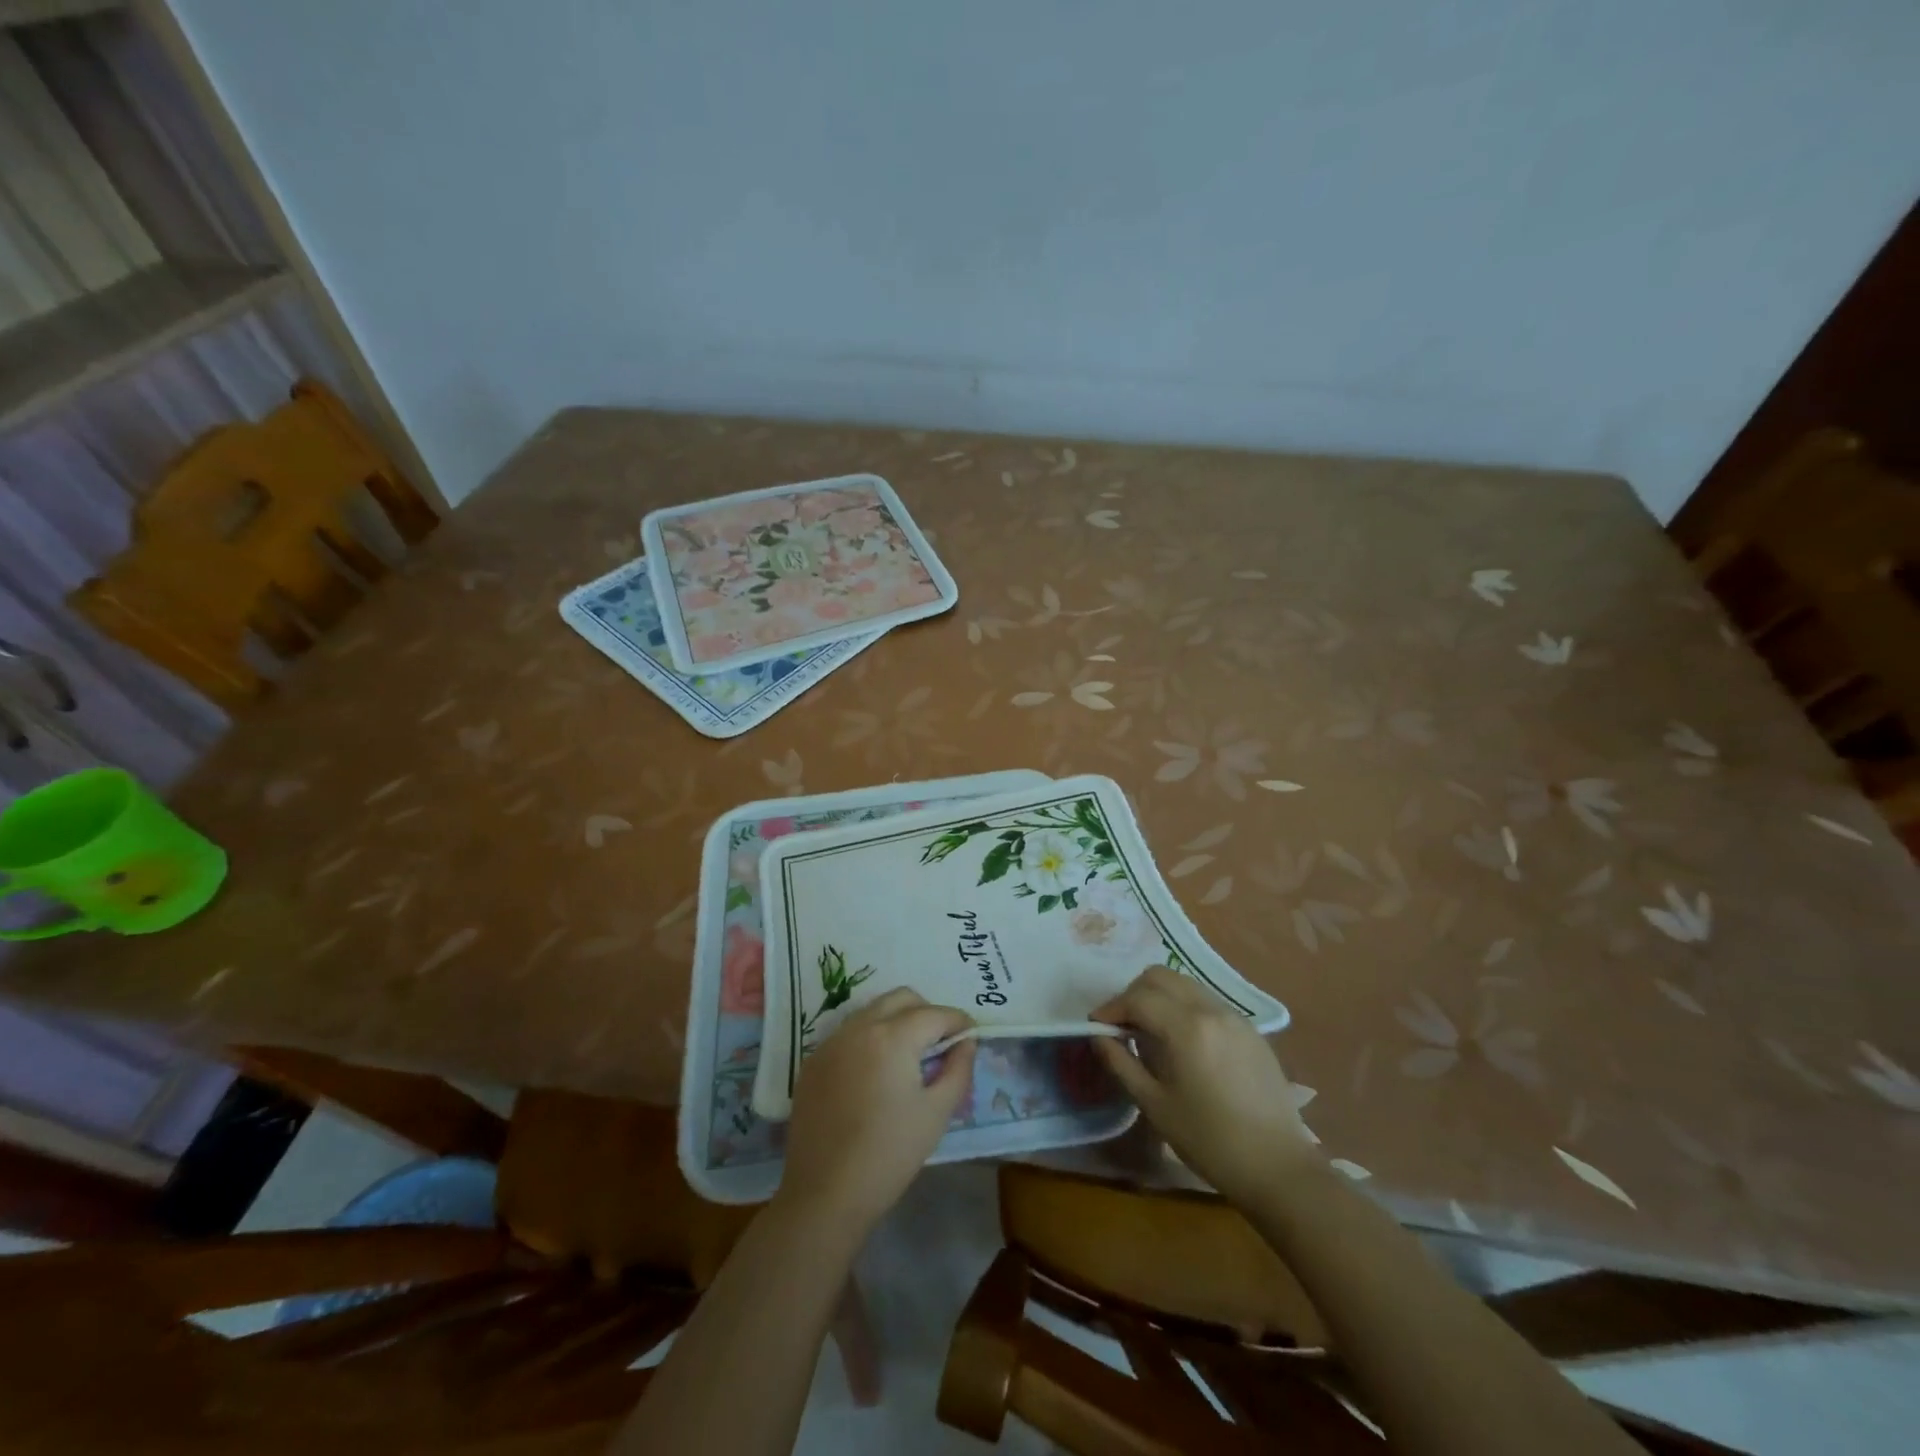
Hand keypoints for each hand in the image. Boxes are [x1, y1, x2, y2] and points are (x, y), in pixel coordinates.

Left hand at [778, 988, 976, 1231]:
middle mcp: (859, 1027)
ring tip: (909, 1055)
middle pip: (901, 998)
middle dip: (927, 1011)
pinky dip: (869, 1038)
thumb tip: (966, 1042)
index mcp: (893, 1037)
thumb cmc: (890, 1154)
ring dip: (896, 1020)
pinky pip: (848, 1033)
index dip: (958, 1021)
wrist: (825, 1193)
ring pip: (872, 1011)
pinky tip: (875, 1072)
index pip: (935, 1014)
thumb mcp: (937, 1113)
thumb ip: (958, 1069)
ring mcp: (831, 1042)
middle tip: (940, 1042)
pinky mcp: (813, 1062)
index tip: (971, 1034)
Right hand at [1092, 965, 1318, 1205]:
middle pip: (1160, 976)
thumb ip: (1121, 1063)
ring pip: (1185, 984)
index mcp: (1186, 1028)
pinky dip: (1185, 1007)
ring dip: (1160, 996)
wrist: (1278, 1167)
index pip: (1137, 998)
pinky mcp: (1251, 1029)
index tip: (1096, 1026)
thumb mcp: (1154, 1105)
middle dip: (1133, 993)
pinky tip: (1183, 1041)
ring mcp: (1234, 1016)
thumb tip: (1098, 1036)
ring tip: (1150, 1030)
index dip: (1111, 1008)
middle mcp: (1210, 1010)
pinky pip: (1207, 1001)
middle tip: (1122, 1024)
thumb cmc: (1209, 1141)